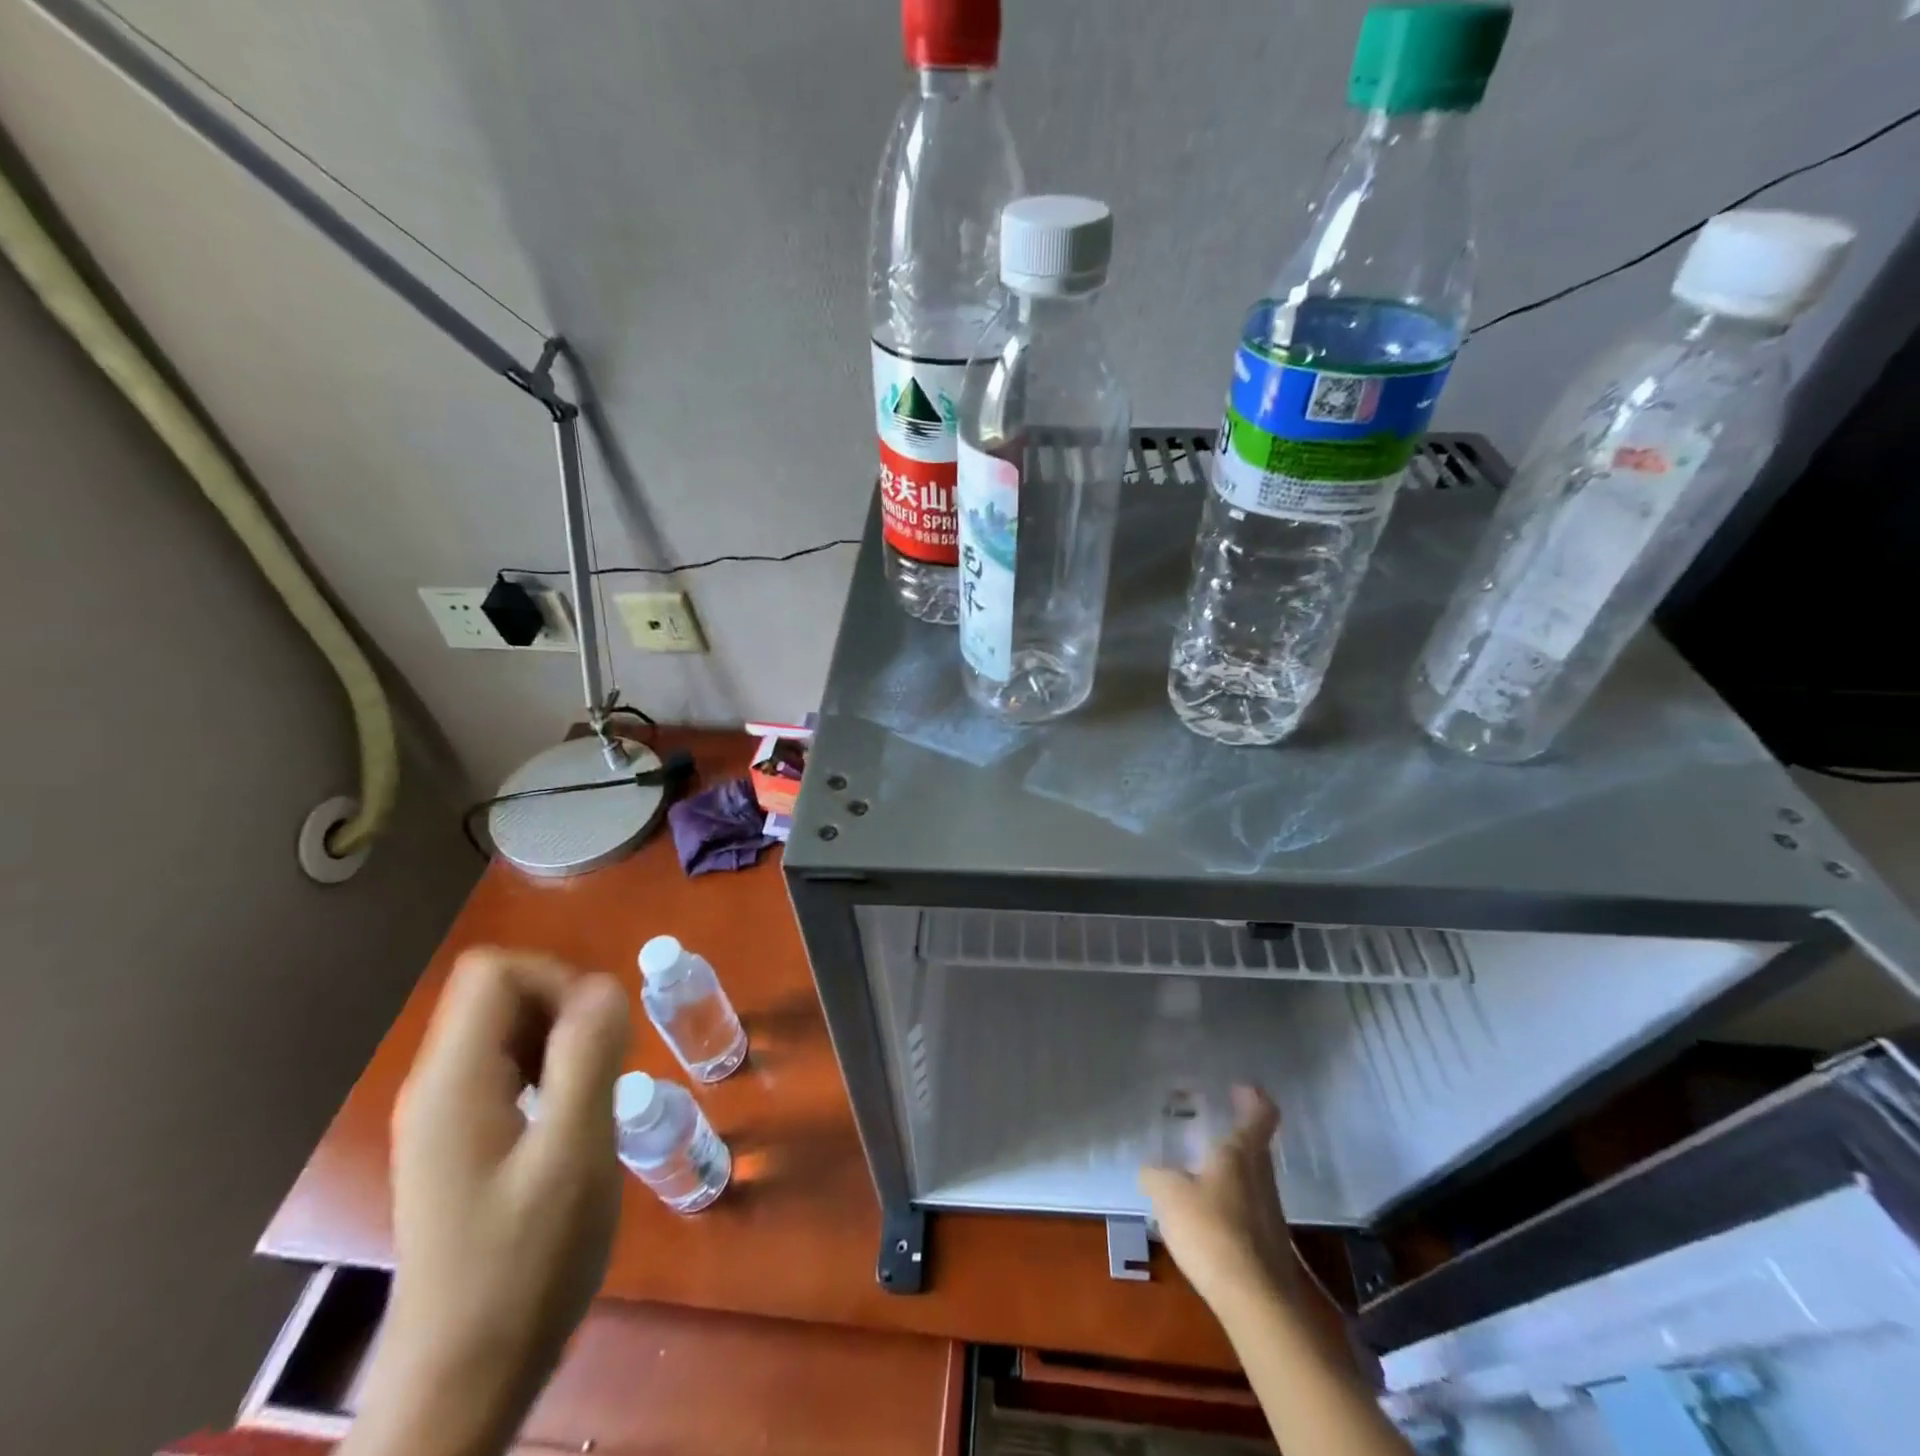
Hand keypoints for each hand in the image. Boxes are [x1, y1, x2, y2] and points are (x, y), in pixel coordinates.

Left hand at [345, 948, 630, 1455]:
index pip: (496, 971)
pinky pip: (510, 1070)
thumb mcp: (574, 1153)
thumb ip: (589, 1057)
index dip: (556, 979)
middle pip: (501, 994)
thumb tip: (605, 986)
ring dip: (563, 1041)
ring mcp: (446, 1117)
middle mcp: (438, 1086)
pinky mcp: (461, 1143)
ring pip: (508, 1030)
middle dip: (565, 1009)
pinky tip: (573, 1120)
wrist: (463, 1380)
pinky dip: (551, 1073)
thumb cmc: (523, 1263)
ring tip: (596, 1094)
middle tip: (605, 1067)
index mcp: (454, 1080)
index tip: (599, 1033)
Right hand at [1140, 1085, 1298, 1309]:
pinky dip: (1231, 1199)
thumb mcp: (1169, 1195)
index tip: (1242, 1087)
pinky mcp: (1268, 1245)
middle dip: (1238, 1130)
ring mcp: (1269, 1212)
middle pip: (1256, 1145)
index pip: (1261, 1115)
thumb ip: (1156, 1175)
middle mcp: (1261, 1177)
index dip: (1254, 1098)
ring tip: (1203, 1167)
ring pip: (1252, 1177)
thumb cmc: (1213, 1232)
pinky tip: (1208, 1212)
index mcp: (1241, 1154)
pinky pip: (1248, 1207)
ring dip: (1233, 1167)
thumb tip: (1150, 1169)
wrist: (1258, 1304)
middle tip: (1213, 1121)